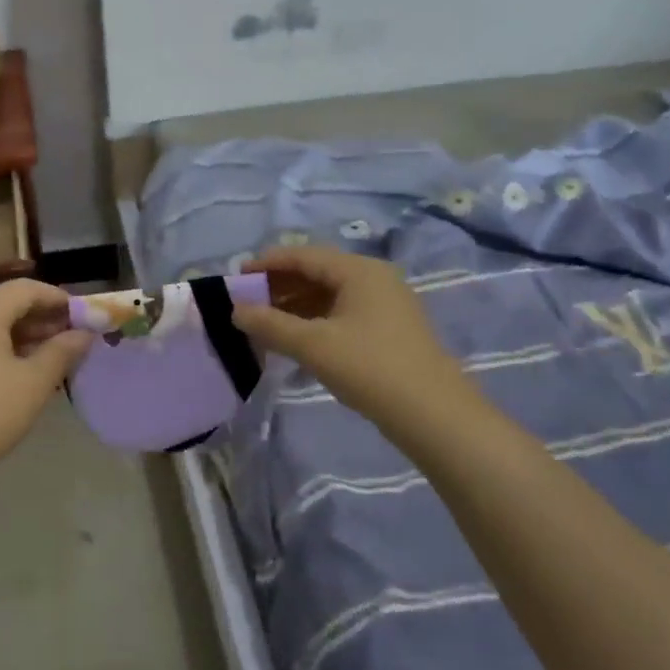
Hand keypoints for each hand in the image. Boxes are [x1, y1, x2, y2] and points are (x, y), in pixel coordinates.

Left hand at [0, 279, 93, 479]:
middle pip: (5, 303)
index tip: (84, 316)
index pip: (25, 289)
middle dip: (42, 317)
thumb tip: (85, 334)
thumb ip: (63, 351)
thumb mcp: (35, 383)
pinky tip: (22, 369)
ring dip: (23, 333)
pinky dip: (2, 346)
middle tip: (73, 337)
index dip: (58, 298)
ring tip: (53, 355)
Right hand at [232, 245, 471, 422]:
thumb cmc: (370, 368)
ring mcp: (385, 304)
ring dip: (295, 306)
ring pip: (329, 294)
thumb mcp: (313, 346)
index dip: (267, 264)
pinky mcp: (389, 329)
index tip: (236, 277)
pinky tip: (295, 339)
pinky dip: (314, 320)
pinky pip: (342, 312)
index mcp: (359, 270)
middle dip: (279, 286)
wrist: (433, 414)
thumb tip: (236, 310)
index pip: (304, 255)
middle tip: (247, 302)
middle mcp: (374, 278)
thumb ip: (270, 325)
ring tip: (264, 323)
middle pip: (317, 272)